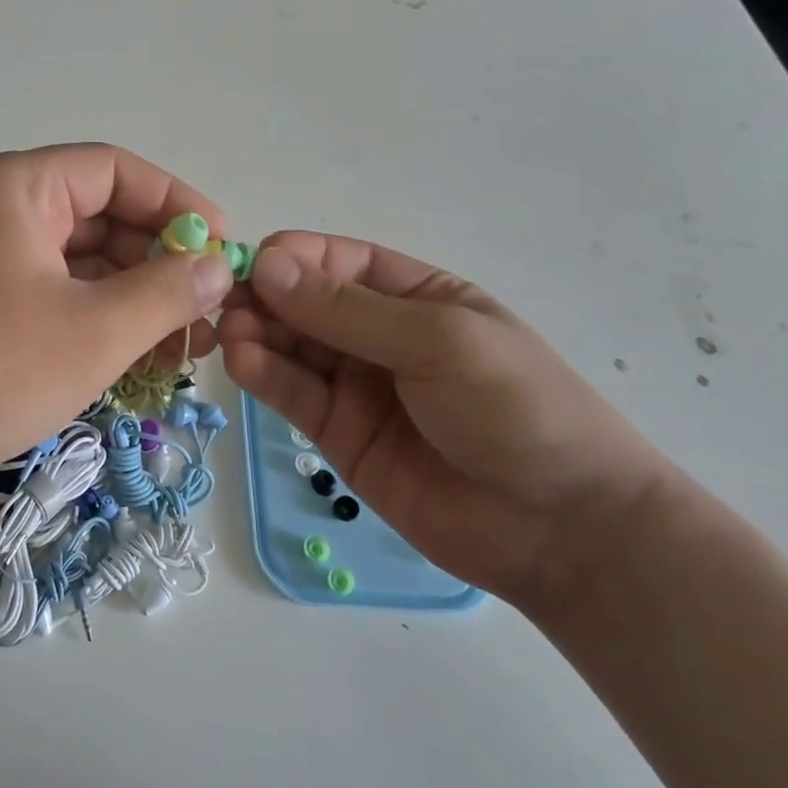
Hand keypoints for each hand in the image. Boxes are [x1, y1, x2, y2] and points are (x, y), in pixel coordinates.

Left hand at [0, 145, 234, 522]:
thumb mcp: (92, 331)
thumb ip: (165, 292)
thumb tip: (218, 266)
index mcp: (16, 188)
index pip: (115, 170)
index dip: (177, 203)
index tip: (224, 248)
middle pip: (96, 218)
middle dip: (157, 263)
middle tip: (209, 312)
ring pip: (74, 267)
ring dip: (129, 301)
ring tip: (183, 347)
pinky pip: (47, 302)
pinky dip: (91, 325)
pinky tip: (132, 364)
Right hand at [219, 234, 671, 606]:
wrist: (563, 529)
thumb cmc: (517, 408)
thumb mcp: (439, 341)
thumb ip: (348, 310)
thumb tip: (266, 265)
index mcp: (412, 295)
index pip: (335, 262)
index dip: (290, 259)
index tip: (248, 265)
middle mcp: (376, 334)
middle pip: (302, 303)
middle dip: (263, 298)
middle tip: (224, 305)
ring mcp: (355, 385)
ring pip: (289, 347)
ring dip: (255, 335)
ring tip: (230, 336)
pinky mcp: (337, 433)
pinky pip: (292, 394)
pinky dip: (263, 376)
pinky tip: (241, 364)